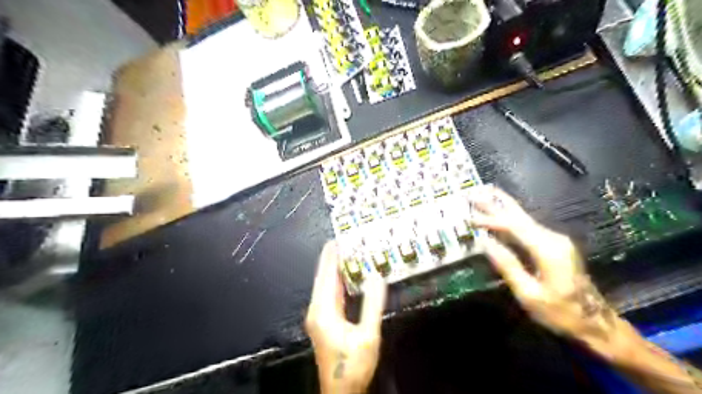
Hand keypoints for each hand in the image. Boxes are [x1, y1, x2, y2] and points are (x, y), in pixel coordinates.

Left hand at [304, 241, 386, 393]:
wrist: (341, 392)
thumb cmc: (352, 366)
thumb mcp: (367, 336)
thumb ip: (372, 305)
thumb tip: (377, 277)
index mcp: (323, 310)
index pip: (326, 274)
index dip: (331, 255)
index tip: (337, 238)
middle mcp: (317, 309)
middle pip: (324, 277)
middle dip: (333, 258)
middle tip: (346, 241)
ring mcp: (319, 315)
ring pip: (326, 285)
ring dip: (336, 269)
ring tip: (348, 252)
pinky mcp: (324, 321)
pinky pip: (330, 294)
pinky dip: (338, 281)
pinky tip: (347, 276)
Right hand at [465, 186, 630, 354]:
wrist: (596, 323)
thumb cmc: (561, 312)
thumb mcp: (530, 295)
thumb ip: (508, 265)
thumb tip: (485, 242)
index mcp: (548, 249)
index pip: (514, 226)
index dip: (490, 220)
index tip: (469, 218)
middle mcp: (553, 237)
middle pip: (519, 214)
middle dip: (495, 202)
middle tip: (473, 192)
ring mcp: (555, 239)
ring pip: (523, 217)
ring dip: (501, 205)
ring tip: (484, 192)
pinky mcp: (553, 243)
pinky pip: (527, 225)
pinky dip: (509, 216)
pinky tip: (501, 209)